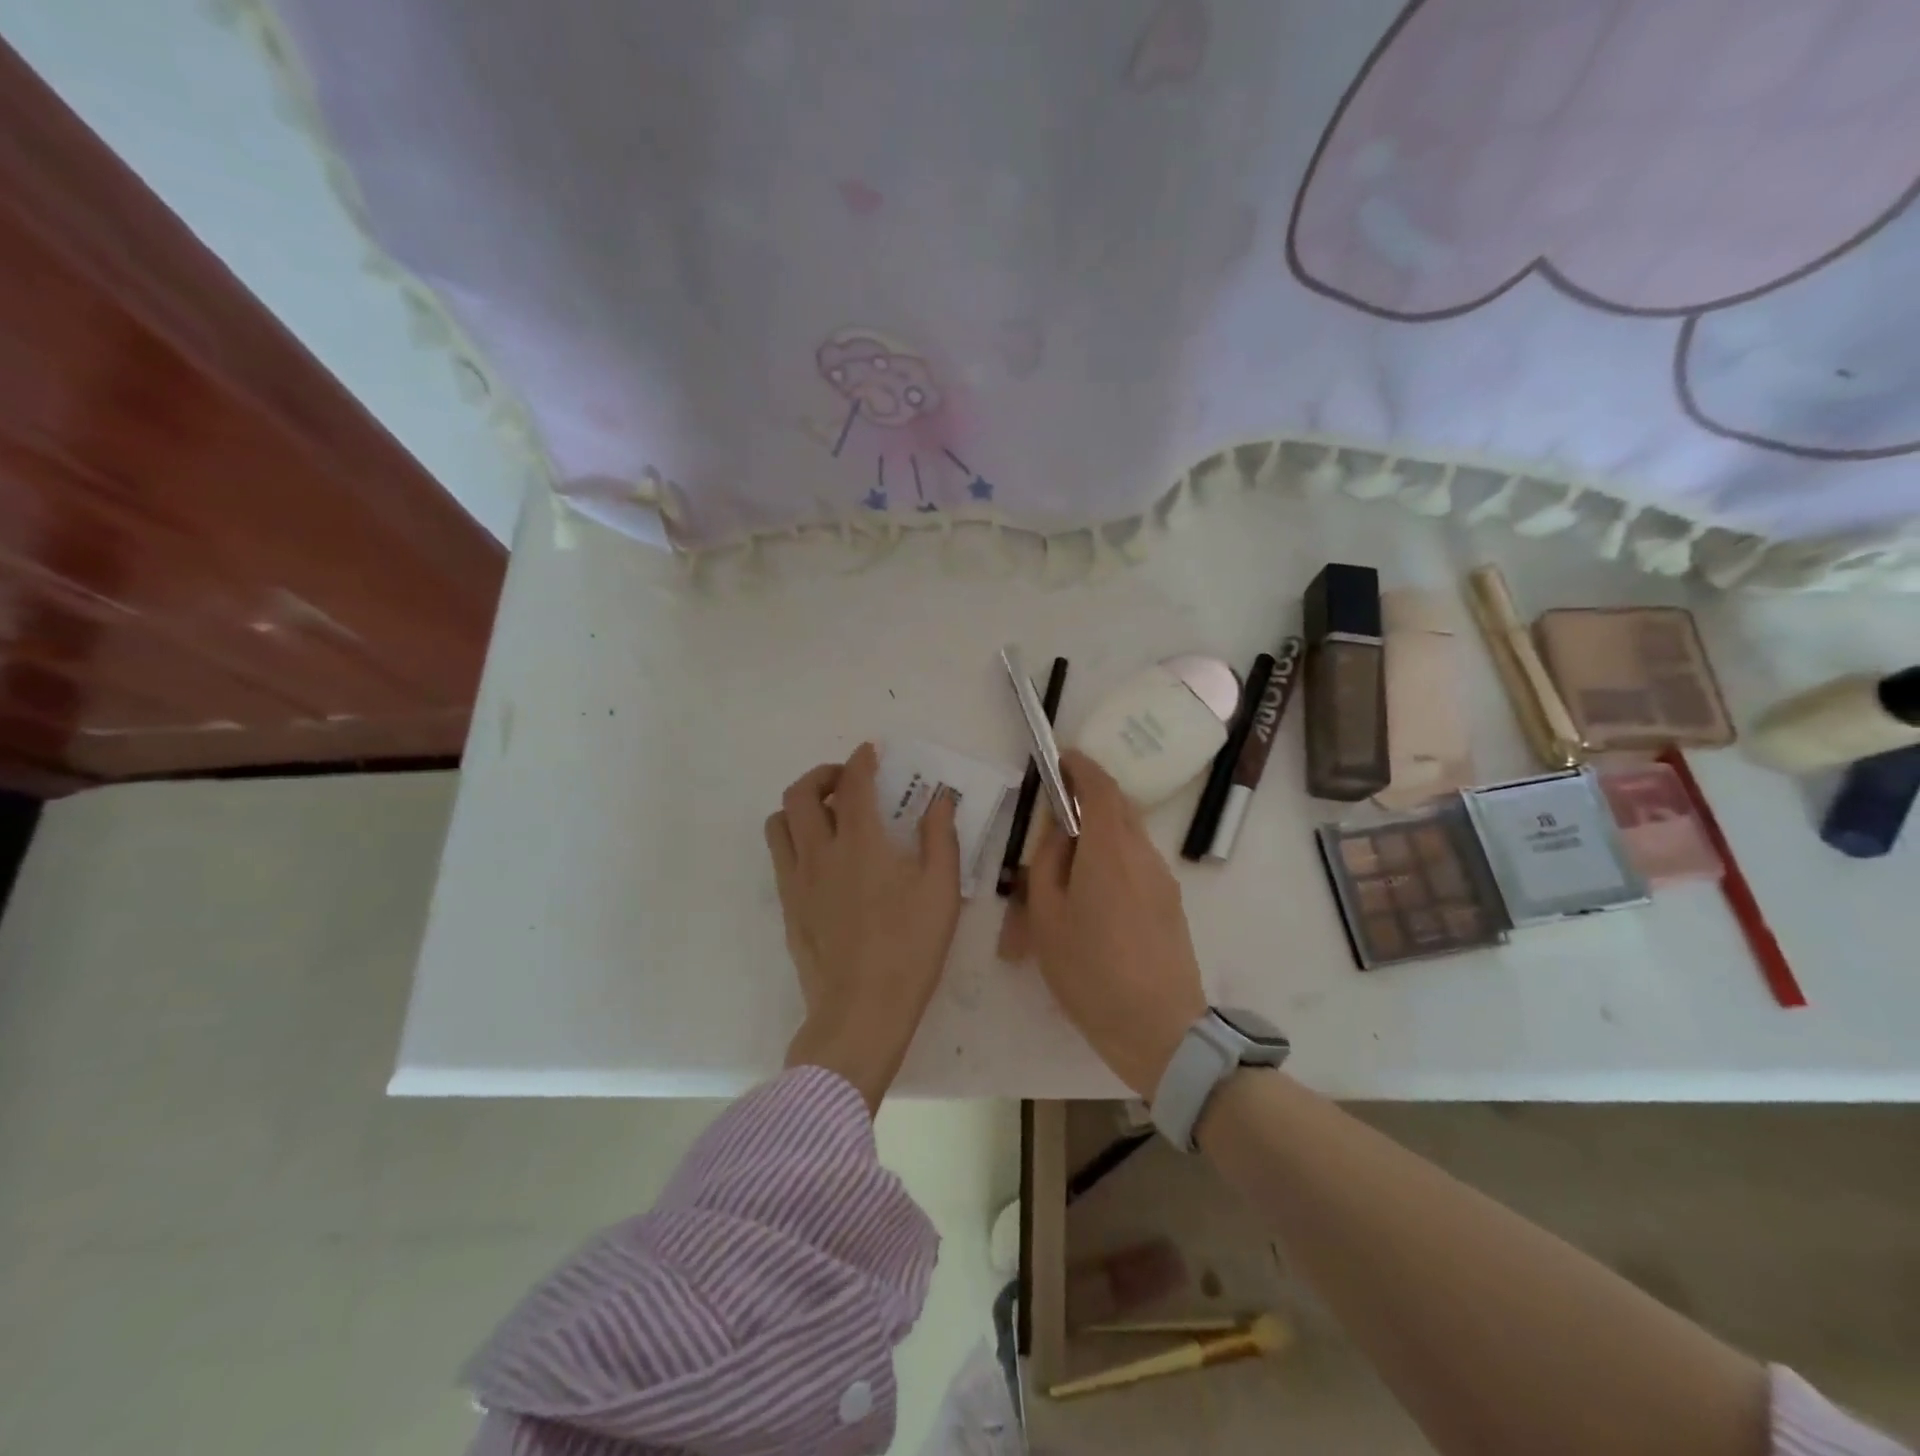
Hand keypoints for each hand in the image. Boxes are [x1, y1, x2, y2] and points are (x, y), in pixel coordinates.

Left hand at [764, 742, 962, 1112]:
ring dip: (800, 805)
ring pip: (779, 822)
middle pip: (800, 793)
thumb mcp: (942, 891)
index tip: (869, 753)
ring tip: (826, 815)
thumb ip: (940, 838)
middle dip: (822, 775)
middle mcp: (819, 852)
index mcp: (860, 842)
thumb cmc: (910, 949)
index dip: (860, 760)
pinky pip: (779, 856)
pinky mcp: (786, 906)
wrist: (861, 1011)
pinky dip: (795, 838)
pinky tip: (821, 857)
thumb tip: (940, 800)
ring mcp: (796, 880)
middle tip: (846, 782)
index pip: (852, 783)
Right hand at [1027, 750, 1207, 1096]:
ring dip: (1099, 833)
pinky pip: (1138, 863)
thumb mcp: (1047, 919)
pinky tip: (1093, 897)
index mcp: (1108, 851)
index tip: (1061, 759)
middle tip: (1055, 816)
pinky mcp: (1171, 903)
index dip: (1080, 766)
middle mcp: (1142, 855)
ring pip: (1128, 836)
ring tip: (1068, 869)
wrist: (1159, 1030)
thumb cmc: (1090, 974)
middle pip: (1118, 807)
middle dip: (1087, 798)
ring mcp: (1162, 879)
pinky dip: (1113, 859)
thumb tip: (1058, 832)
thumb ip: (1047, 864)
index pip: (1100, 788)